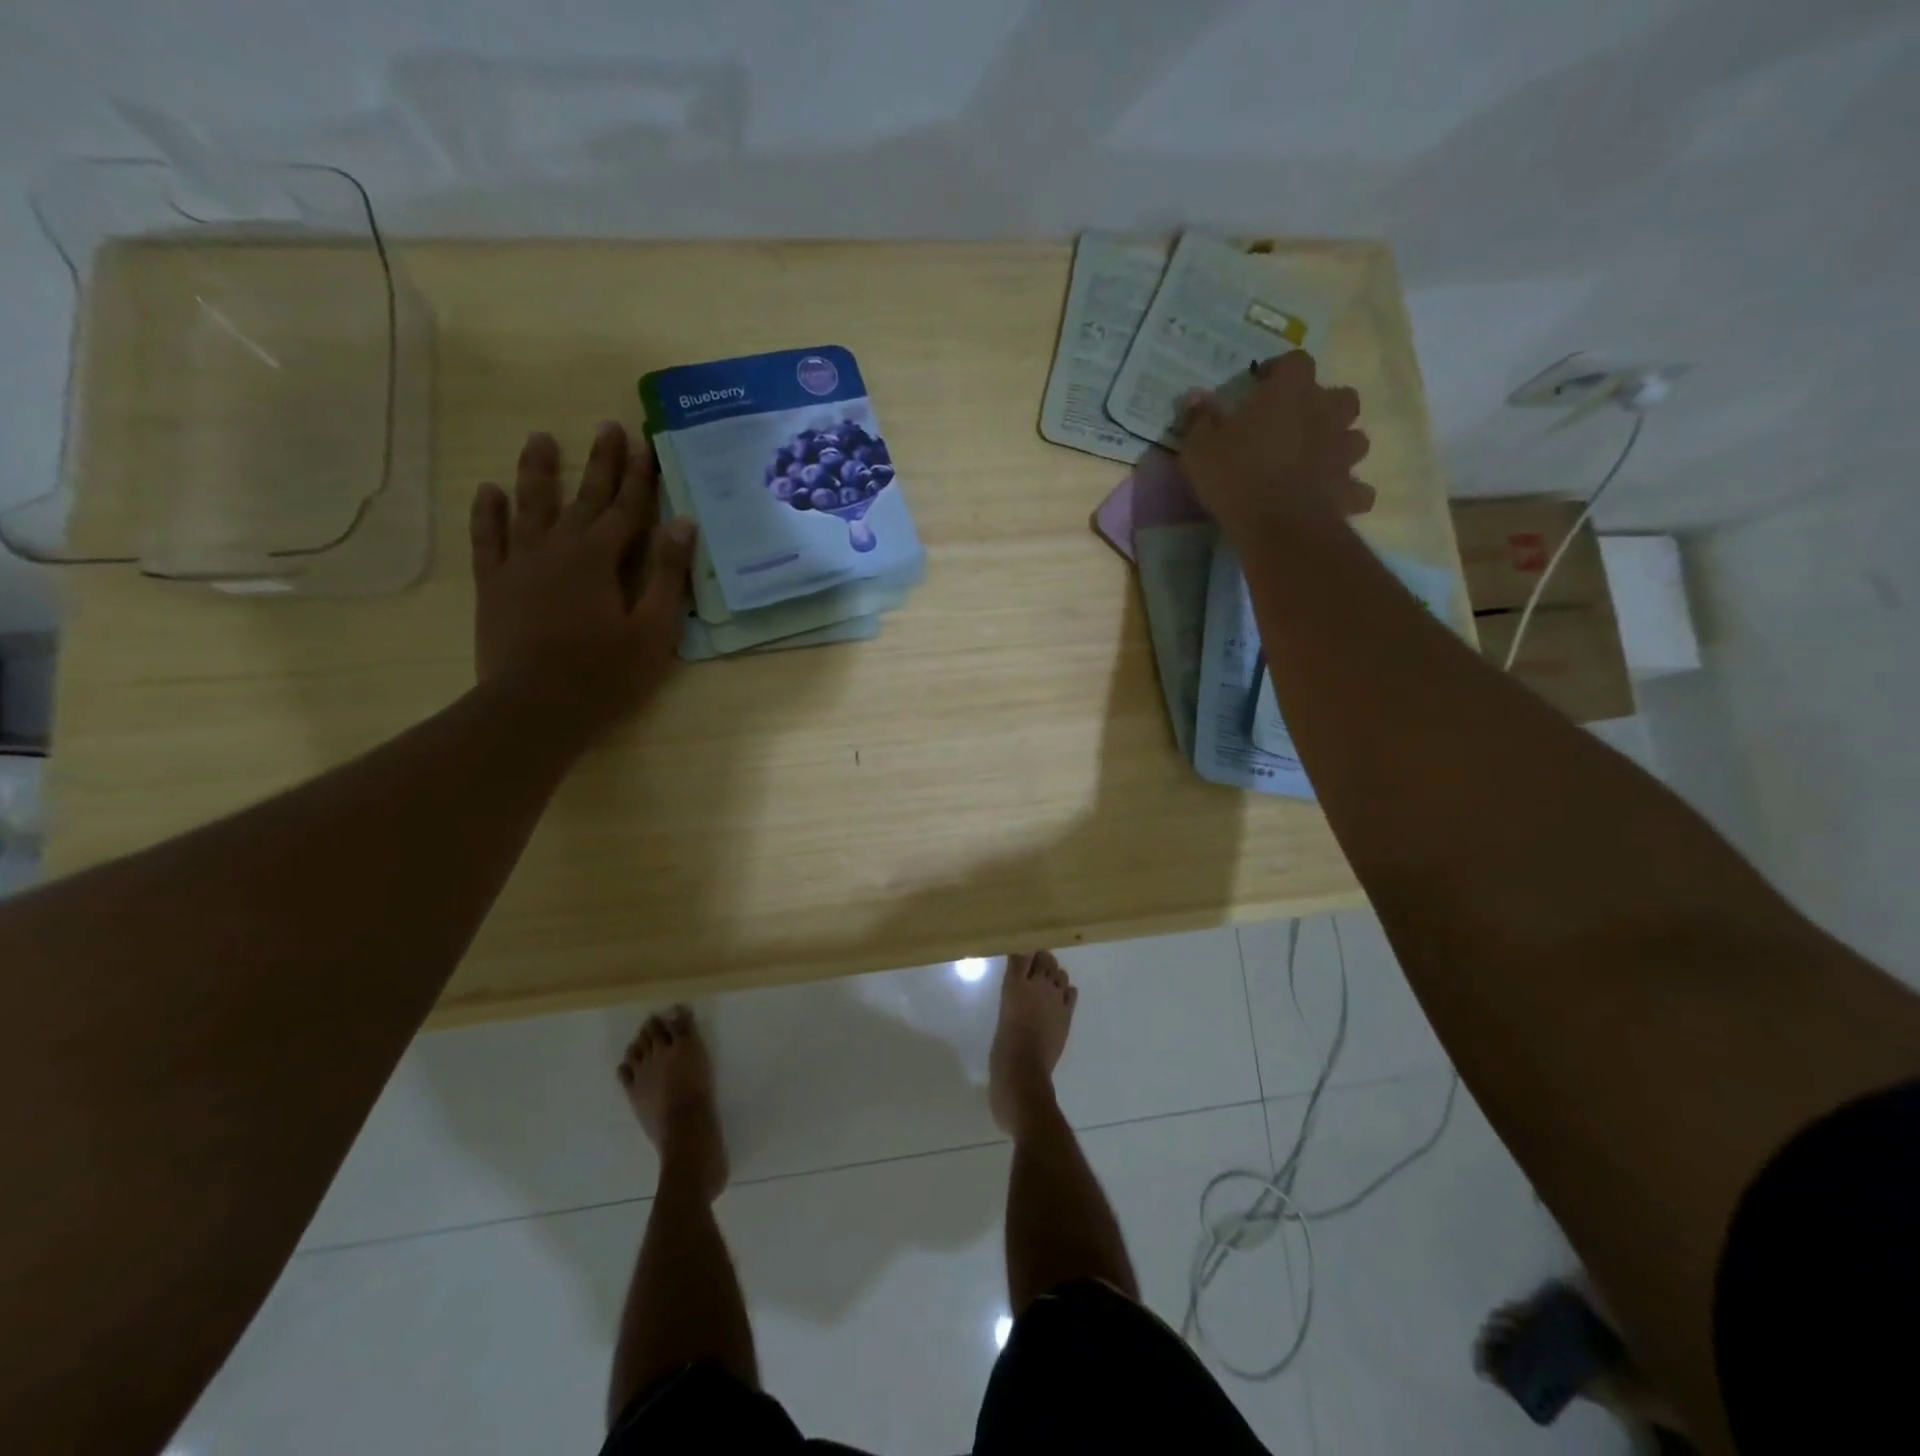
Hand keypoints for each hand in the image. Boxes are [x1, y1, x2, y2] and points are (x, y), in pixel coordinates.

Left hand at [470, 422, 695, 739]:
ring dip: (538, 471)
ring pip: (530, 506)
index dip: (640, 477)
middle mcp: (558, 549)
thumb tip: (683, 523)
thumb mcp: (653, 630)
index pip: (627, 509)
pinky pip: (488, 539)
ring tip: (541, 438)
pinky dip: (488, 514)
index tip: (646, 443)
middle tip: (607, 426)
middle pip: (584, 498)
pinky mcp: (494, 585)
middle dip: (600, 463)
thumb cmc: (604, 674)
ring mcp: (520, 564)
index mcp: (600, 559)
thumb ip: (666, 575)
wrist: (534, 708)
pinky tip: (489, 491)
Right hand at [1177, 351, 1375, 538]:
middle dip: (1323, 406)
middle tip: (1296, 425)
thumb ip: (1199, 420)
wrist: (1278, 524)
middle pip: (1340, 396)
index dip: (1279, 370)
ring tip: (1317, 460)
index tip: (1260, 386)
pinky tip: (1331, 498)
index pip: (1295, 361)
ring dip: (1340, 445)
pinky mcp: (1349, 490)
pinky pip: (1357, 488)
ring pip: (1356, 439)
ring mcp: (1343, 452)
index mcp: (1291, 392)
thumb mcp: (1200, 448)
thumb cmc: (1237, 476)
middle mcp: (1326, 414)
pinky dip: (1347, 491)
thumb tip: (1195, 398)